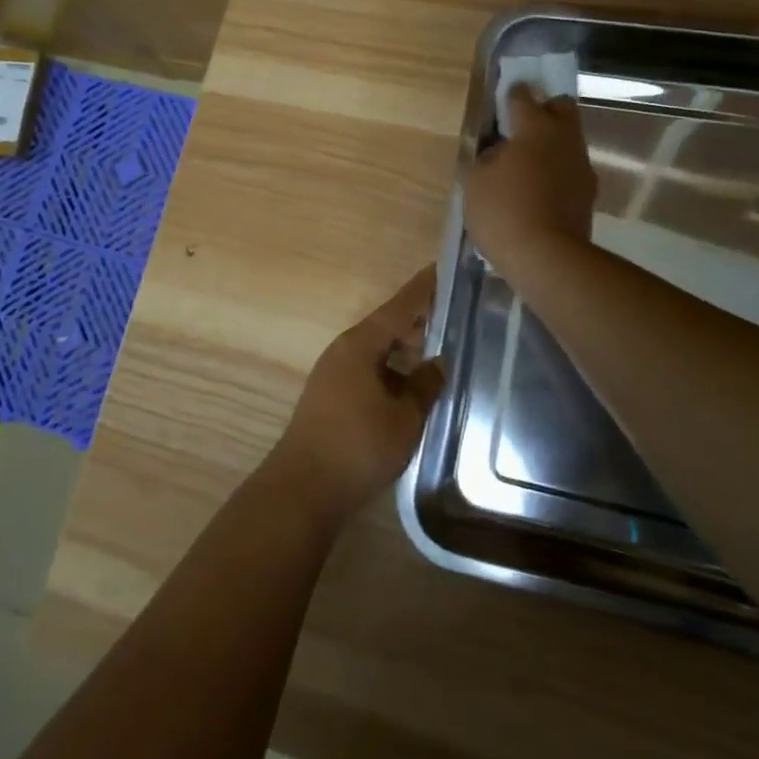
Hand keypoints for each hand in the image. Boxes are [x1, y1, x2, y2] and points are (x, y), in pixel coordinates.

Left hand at [263, 267, 444, 526]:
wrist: (304, 489)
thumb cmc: (358, 446)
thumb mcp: (404, 417)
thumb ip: (425, 385)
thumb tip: (439, 363)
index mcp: (360, 344)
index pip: (399, 306)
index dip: (423, 289)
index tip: (444, 269)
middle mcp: (344, 351)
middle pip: (387, 326)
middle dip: (418, 321)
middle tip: (454, 315)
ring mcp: (334, 374)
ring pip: (378, 351)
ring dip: (405, 350)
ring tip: (440, 351)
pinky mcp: (332, 397)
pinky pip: (369, 371)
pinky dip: (392, 371)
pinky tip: (412, 386)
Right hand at [463, 84, 595, 268]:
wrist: (547, 258)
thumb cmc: (503, 211)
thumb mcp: (474, 182)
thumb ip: (482, 158)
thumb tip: (494, 152)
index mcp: (535, 126)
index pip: (522, 96)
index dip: (510, 96)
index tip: (500, 101)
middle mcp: (564, 137)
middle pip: (561, 108)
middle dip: (544, 110)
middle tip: (520, 129)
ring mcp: (581, 165)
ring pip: (569, 140)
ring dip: (551, 144)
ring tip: (527, 166)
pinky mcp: (589, 193)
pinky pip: (571, 170)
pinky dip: (557, 172)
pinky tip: (539, 191)